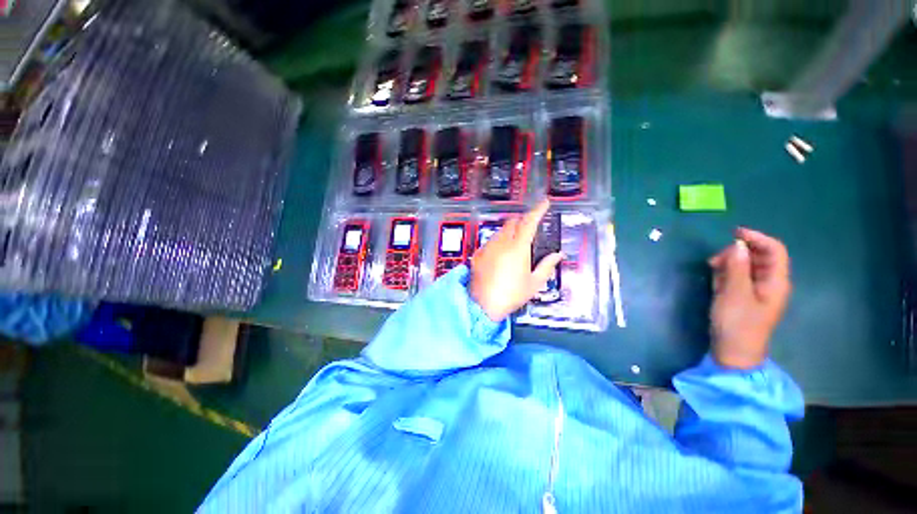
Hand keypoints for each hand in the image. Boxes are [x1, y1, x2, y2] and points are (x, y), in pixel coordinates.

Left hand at [468, 200, 564, 321]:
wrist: (482, 305)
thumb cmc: (511, 295)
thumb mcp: (534, 283)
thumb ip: (547, 266)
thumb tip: (558, 255)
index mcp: (518, 248)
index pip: (529, 222)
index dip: (538, 210)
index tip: (545, 202)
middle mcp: (501, 243)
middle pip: (513, 222)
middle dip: (523, 221)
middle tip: (530, 228)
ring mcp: (487, 247)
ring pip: (500, 230)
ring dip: (510, 231)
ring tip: (515, 245)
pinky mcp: (478, 253)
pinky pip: (490, 241)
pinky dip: (498, 241)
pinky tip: (500, 255)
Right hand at [708, 228, 791, 369]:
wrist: (733, 351)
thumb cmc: (738, 323)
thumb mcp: (734, 294)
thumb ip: (736, 268)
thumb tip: (737, 245)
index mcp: (775, 281)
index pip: (774, 250)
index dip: (757, 238)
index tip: (734, 233)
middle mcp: (769, 282)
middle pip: (758, 256)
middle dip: (737, 252)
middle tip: (715, 260)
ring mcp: (755, 290)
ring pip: (745, 265)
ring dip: (728, 263)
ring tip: (711, 269)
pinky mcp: (743, 296)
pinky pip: (736, 276)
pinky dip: (725, 273)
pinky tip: (715, 278)